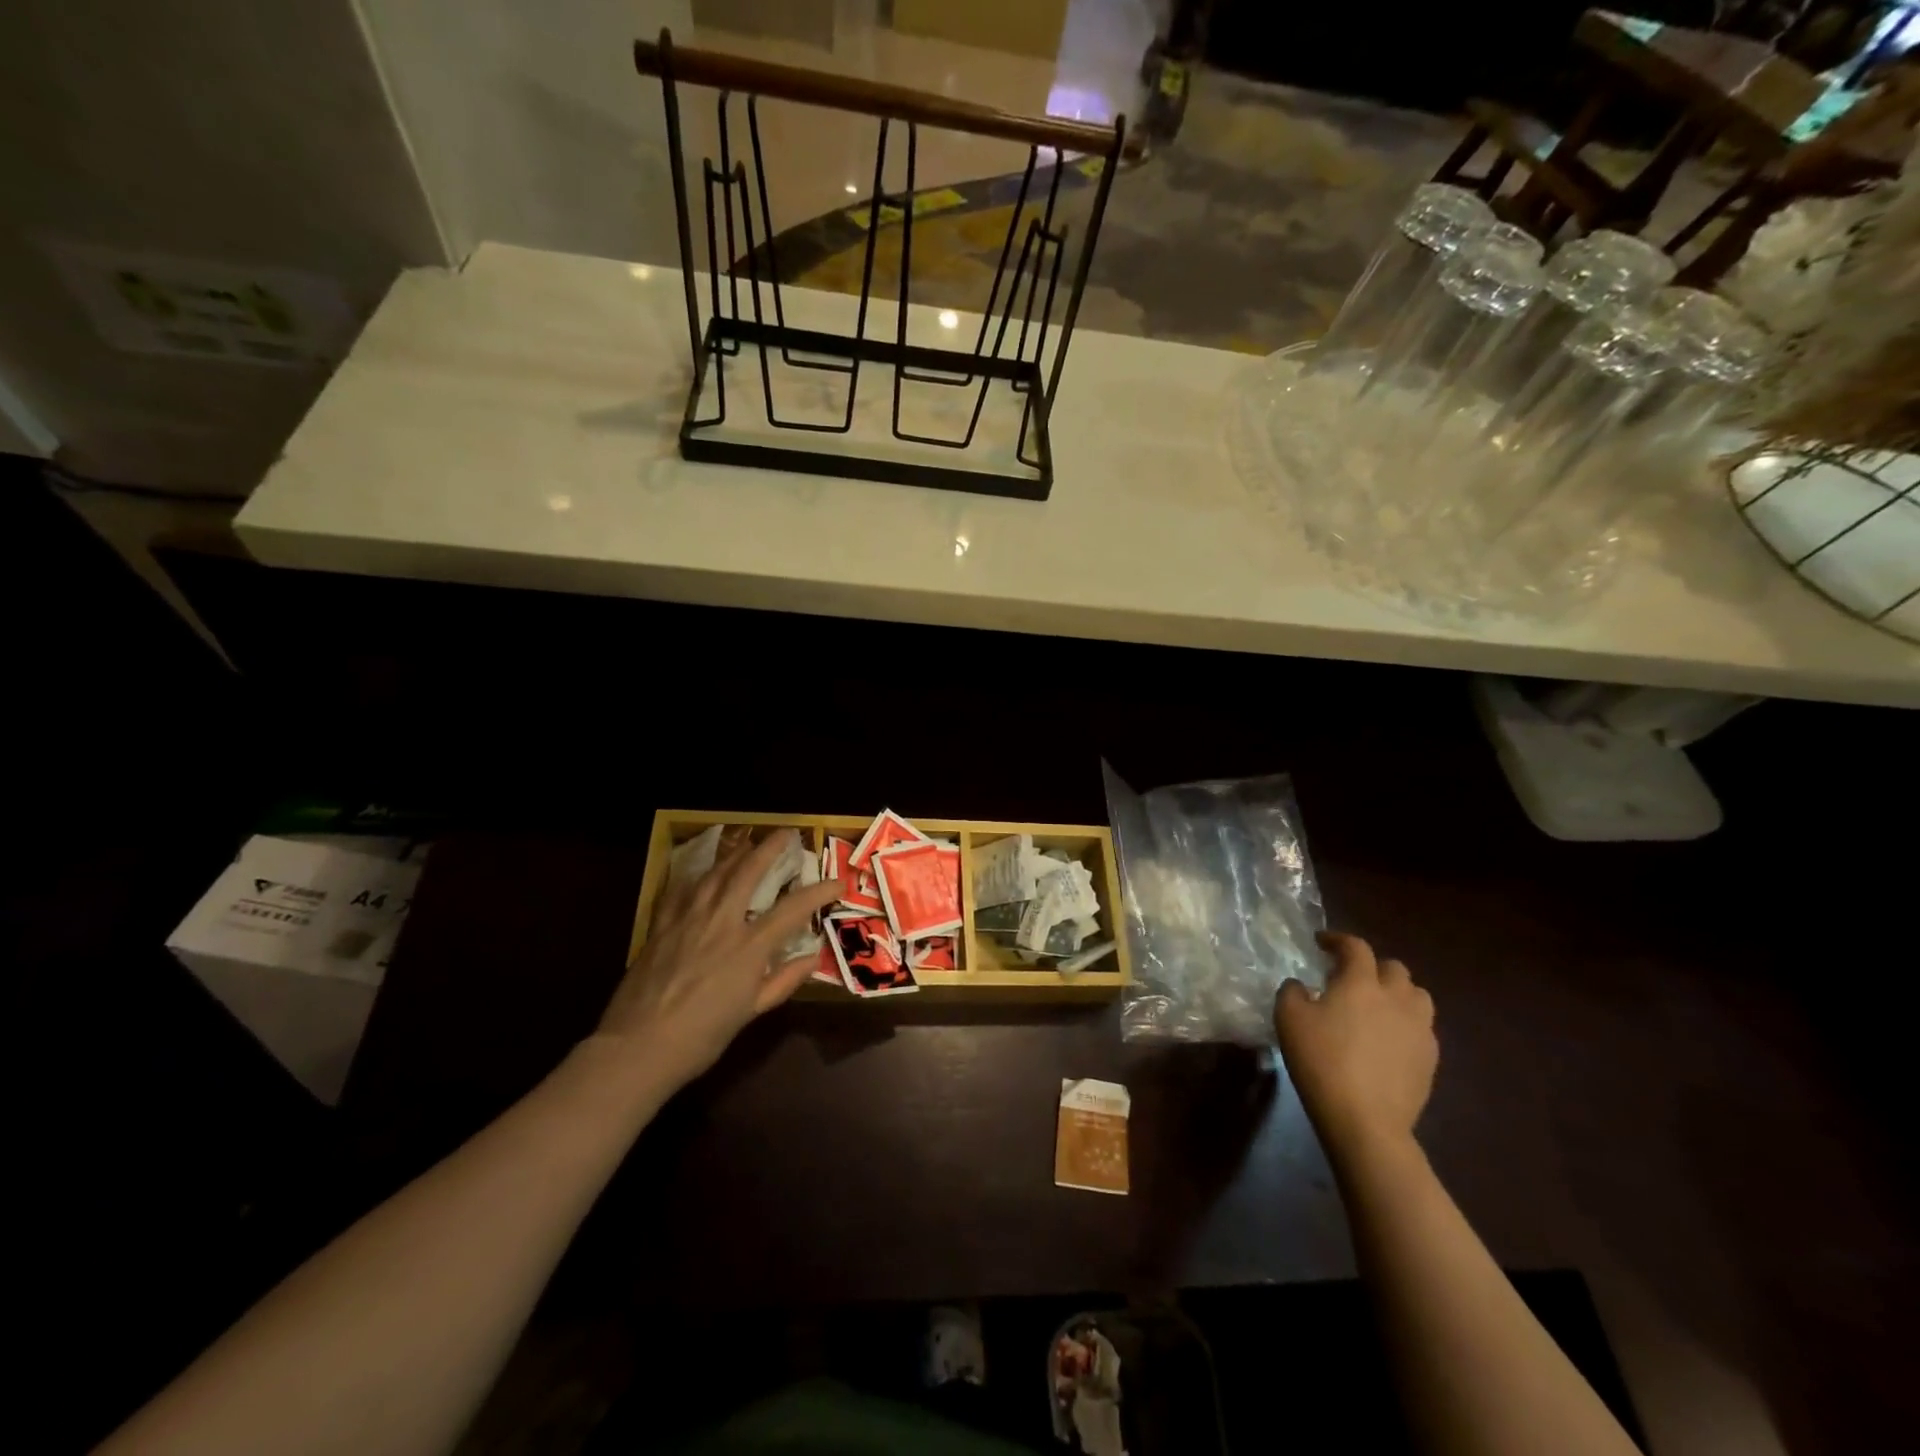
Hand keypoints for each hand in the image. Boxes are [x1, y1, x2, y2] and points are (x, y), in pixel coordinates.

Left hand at [598, 830, 842, 1088]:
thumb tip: (811, 958)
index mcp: (749, 946)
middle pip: (749, 872)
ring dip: (736, 854)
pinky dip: (697, 876)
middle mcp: (721, 922)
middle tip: (787, 833)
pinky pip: (682, 889)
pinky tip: (703, 872)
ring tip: (748, 843)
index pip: (793, 909)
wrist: (637, 1047)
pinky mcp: (661, 925)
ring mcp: (688, 919)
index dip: (820, 892)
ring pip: (715, 873)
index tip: (838, 882)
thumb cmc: (701, 1036)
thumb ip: (783, 981)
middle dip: (771, 848)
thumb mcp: (750, 1013)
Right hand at [1274, 931, 1436, 1156]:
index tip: (1322, 943)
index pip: (1355, 947)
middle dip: (1372, 966)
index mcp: (1361, 983)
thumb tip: (1302, 986)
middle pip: (1394, 968)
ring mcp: (1419, 1029)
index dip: (1338, 940)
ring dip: (1397, 992)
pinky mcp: (1430, 1059)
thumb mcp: (1288, 1018)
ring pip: (1417, 996)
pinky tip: (1387, 1039)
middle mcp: (1396, 998)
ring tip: (1377, 1005)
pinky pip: (1422, 1027)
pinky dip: (1405, 1023)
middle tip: (1350, 978)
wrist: (1365, 1120)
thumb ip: (1292, 991)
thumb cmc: (1322, 1061)